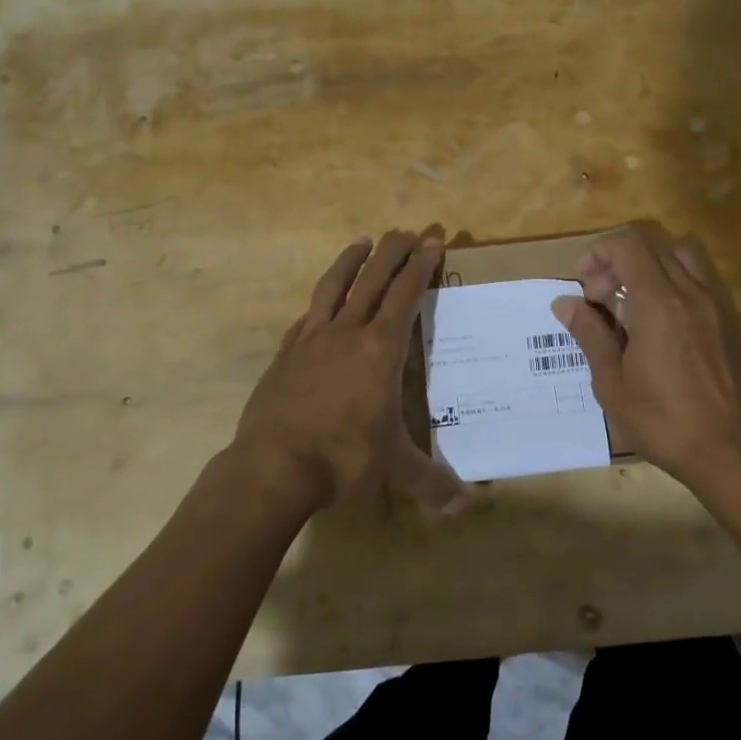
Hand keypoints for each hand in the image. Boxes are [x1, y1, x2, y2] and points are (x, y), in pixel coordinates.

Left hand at [229, 232, 464, 514]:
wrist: (272, 466)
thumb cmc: (342, 459)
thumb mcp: (394, 469)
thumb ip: (432, 484)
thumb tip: (468, 508)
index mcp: (380, 350)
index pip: (406, 295)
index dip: (420, 267)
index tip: (431, 242)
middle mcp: (347, 334)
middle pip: (373, 280)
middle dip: (392, 252)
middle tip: (405, 231)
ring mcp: (311, 340)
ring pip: (334, 287)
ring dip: (351, 261)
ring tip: (362, 242)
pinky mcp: (285, 354)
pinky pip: (306, 318)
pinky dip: (318, 304)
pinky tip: (319, 305)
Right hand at [551, 225, 740, 495]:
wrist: (727, 452)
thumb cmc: (661, 420)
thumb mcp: (611, 382)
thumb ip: (589, 333)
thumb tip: (565, 303)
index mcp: (658, 302)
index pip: (627, 245)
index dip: (599, 253)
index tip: (584, 284)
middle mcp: (690, 292)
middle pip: (652, 247)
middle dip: (619, 262)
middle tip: (601, 299)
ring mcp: (716, 304)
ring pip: (681, 257)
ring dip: (651, 267)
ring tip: (634, 303)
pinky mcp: (731, 321)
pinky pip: (701, 280)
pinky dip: (676, 283)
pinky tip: (663, 323)